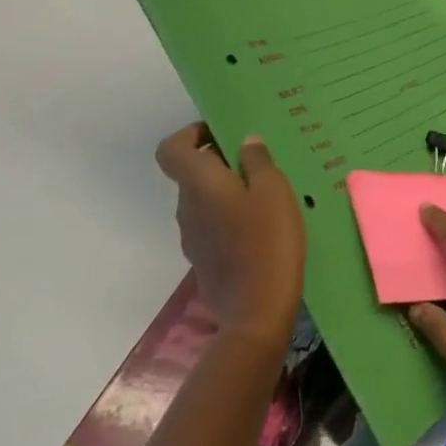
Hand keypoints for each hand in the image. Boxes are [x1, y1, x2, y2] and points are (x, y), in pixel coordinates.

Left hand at [155, 123, 304, 349]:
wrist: (257, 313)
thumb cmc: (267, 240)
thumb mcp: (274, 190)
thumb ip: (258, 161)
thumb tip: (245, 143)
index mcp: (199, 185)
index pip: (170, 150)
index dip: (190, 134)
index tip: (220, 132)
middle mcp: (187, 208)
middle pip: (192, 173)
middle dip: (220, 161)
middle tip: (259, 161)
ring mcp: (192, 238)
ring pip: (204, 200)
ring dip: (228, 190)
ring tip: (266, 194)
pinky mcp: (204, 261)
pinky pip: (212, 225)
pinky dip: (230, 217)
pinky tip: (262, 226)